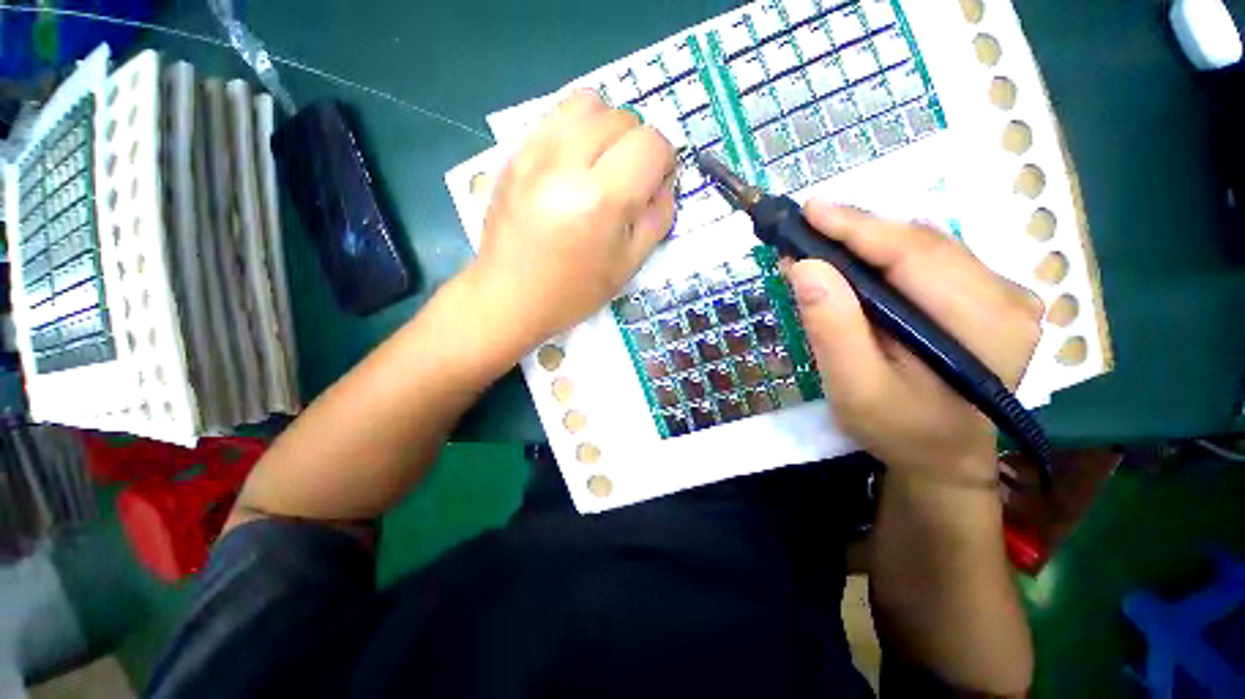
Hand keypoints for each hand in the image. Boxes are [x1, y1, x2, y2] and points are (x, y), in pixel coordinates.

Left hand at [469, 90, 676, 348]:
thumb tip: (664, 182)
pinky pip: (556, 116)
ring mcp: (534, 153)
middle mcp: (566, 163)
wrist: (508, 297)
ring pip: (589, 102)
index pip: (651, 143)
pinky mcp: (514, 153)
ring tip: (601, 165)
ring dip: (608, 128)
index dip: (664, 161)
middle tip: (628, 181)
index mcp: (601, 199)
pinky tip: (573, 165)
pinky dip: (577, 130)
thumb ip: (657, 218)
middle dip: (637, 145)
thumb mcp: (629, 265)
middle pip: (622, 117)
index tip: (654, 185)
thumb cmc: (573, 292)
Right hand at [787, 202, 1042, 485]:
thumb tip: (805, 266)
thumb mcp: (854, 387)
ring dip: (867, 242)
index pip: (915, 255)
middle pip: (921, 244)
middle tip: (803, 231)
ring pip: (923, 247)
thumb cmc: (898, 429)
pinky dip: (883, 256)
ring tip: (820, 246)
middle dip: (856, 233)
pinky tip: (853, 264)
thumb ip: (832, 328)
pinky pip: (927, 260)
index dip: (857, 227)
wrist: (941, 454)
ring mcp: (1003, 294)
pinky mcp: (985, 296)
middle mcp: (1008, 297)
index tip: (809, 211)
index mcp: (985, 324)